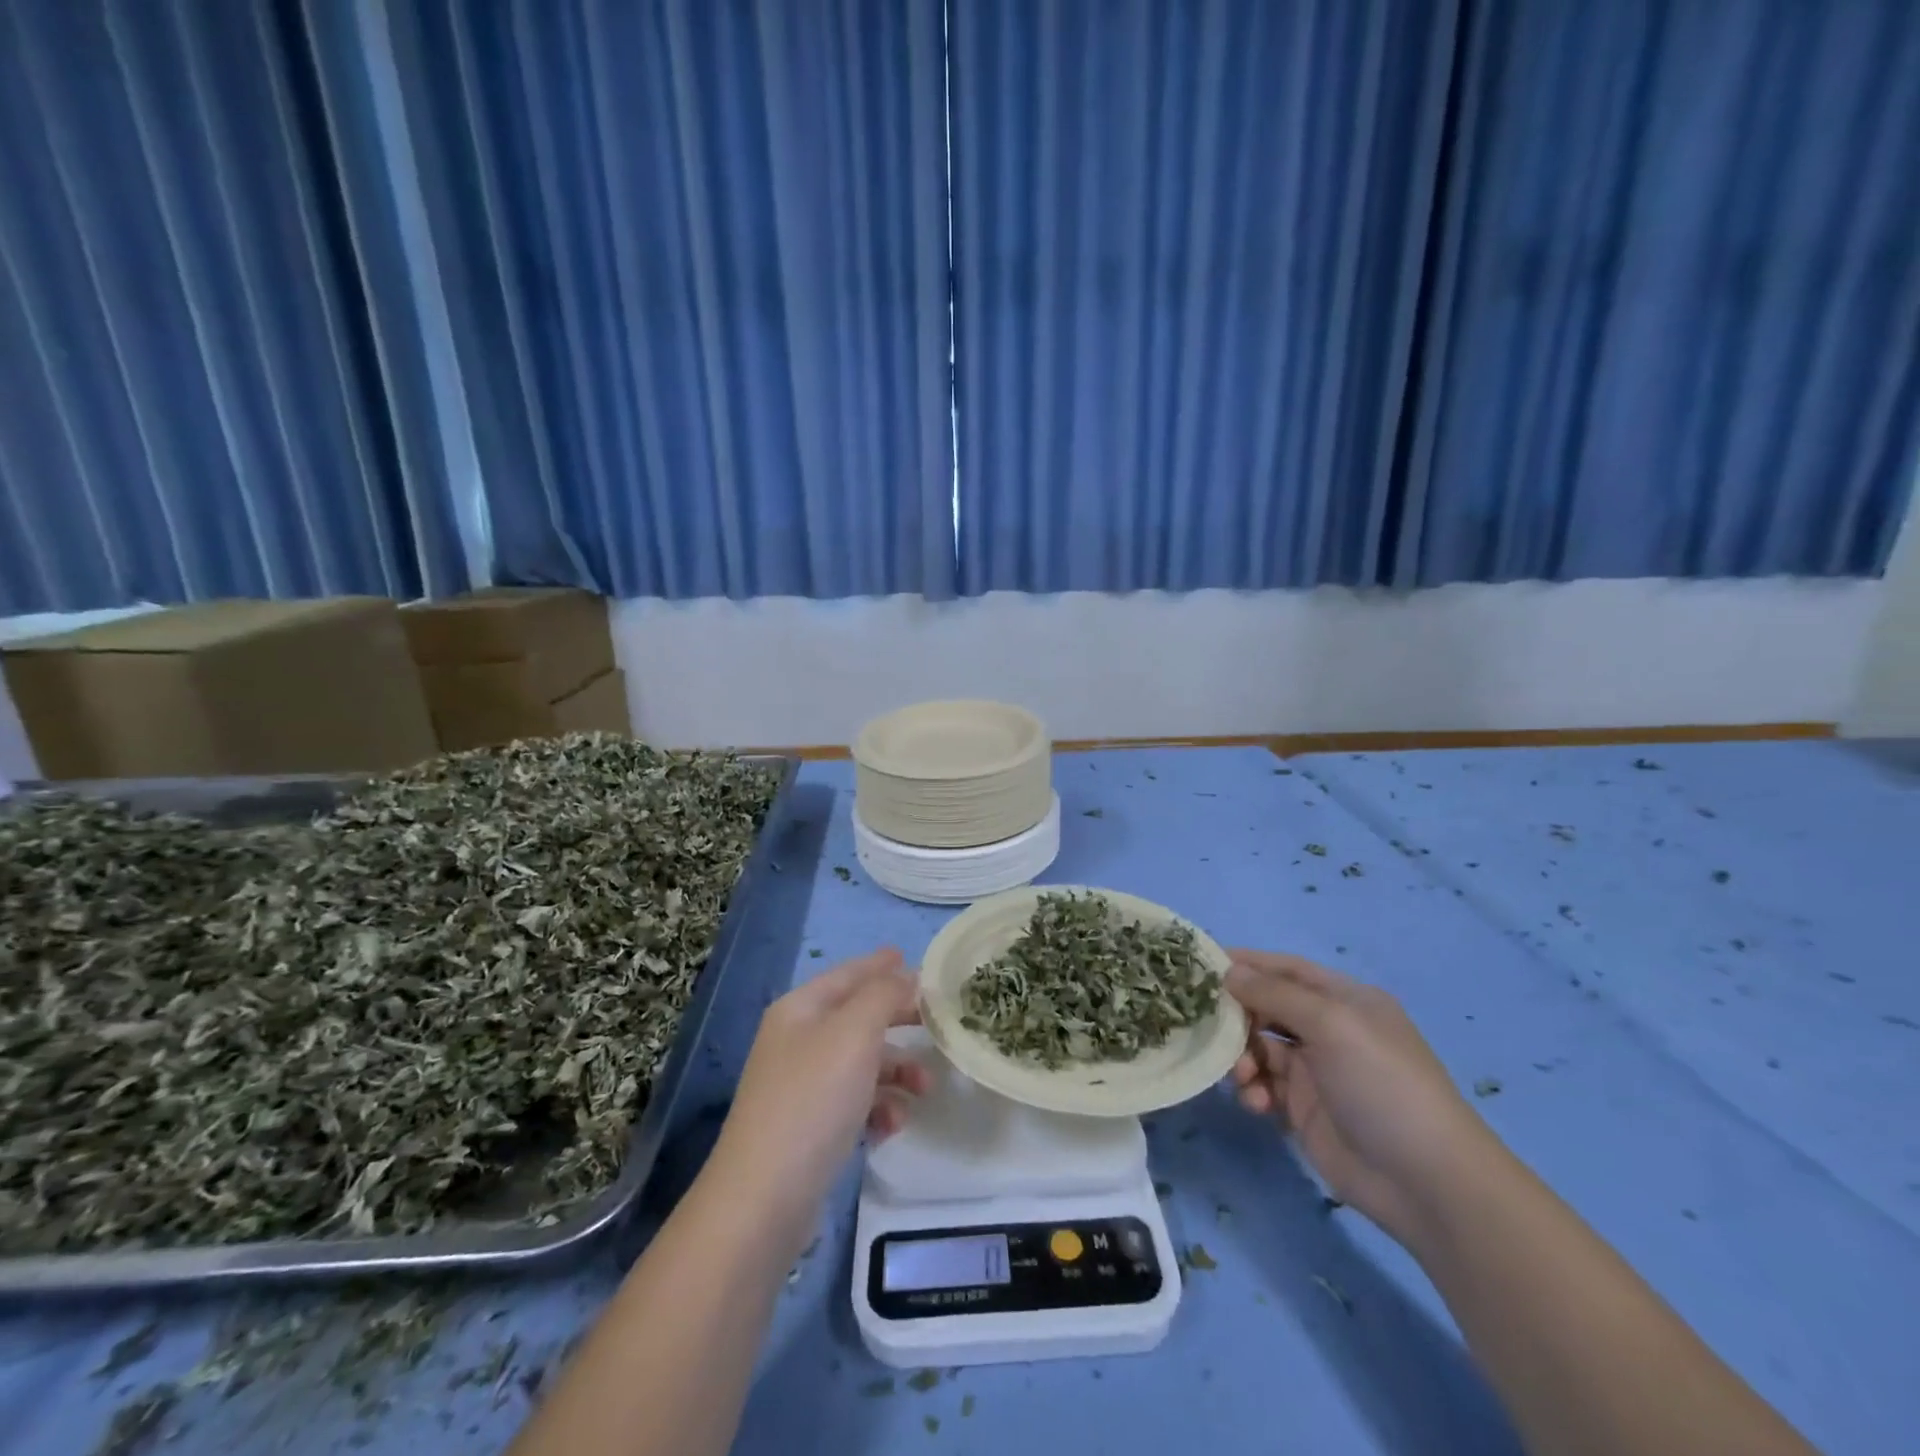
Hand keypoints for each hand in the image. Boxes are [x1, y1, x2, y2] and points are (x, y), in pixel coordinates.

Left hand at [709, 948, 930, 1230]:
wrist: (764, 1197)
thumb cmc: (813, 1099)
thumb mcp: (854, 1033)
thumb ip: (883, 995)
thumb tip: (904, 975)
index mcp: (801, 1009)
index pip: (848, 975)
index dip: (880, 965)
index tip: (911, 959)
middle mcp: (798, 1040)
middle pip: (857, 1017)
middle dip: (897, 1020)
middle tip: (936, 1021)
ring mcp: (801, 1085)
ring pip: (861, 1062)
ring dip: (896, 1070)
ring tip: (924, 1089)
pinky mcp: (809, 1128)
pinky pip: (854, 1102)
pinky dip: (878, 1107)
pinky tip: (893, 1126)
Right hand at [1226, 949, 1495, 1243]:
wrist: (1427, 1182)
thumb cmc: (1382, 1084)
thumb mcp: (1331, 1024)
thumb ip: (1274, 994)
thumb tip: (1228, 971)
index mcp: (1344, 1001)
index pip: (1287, 969)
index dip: (1248, 963)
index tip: (1203, 965)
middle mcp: (1329, 1030)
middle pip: (1267, 1008)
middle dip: (1238, 1015)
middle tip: (1209, 1025)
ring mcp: (1316, 1072)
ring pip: (1259, 1048)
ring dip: (1242, 1056)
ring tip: (1244, 1075)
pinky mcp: (1304, 1111)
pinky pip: (1264, 1087)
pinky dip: (1253, 1090)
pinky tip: (1257, 1103)